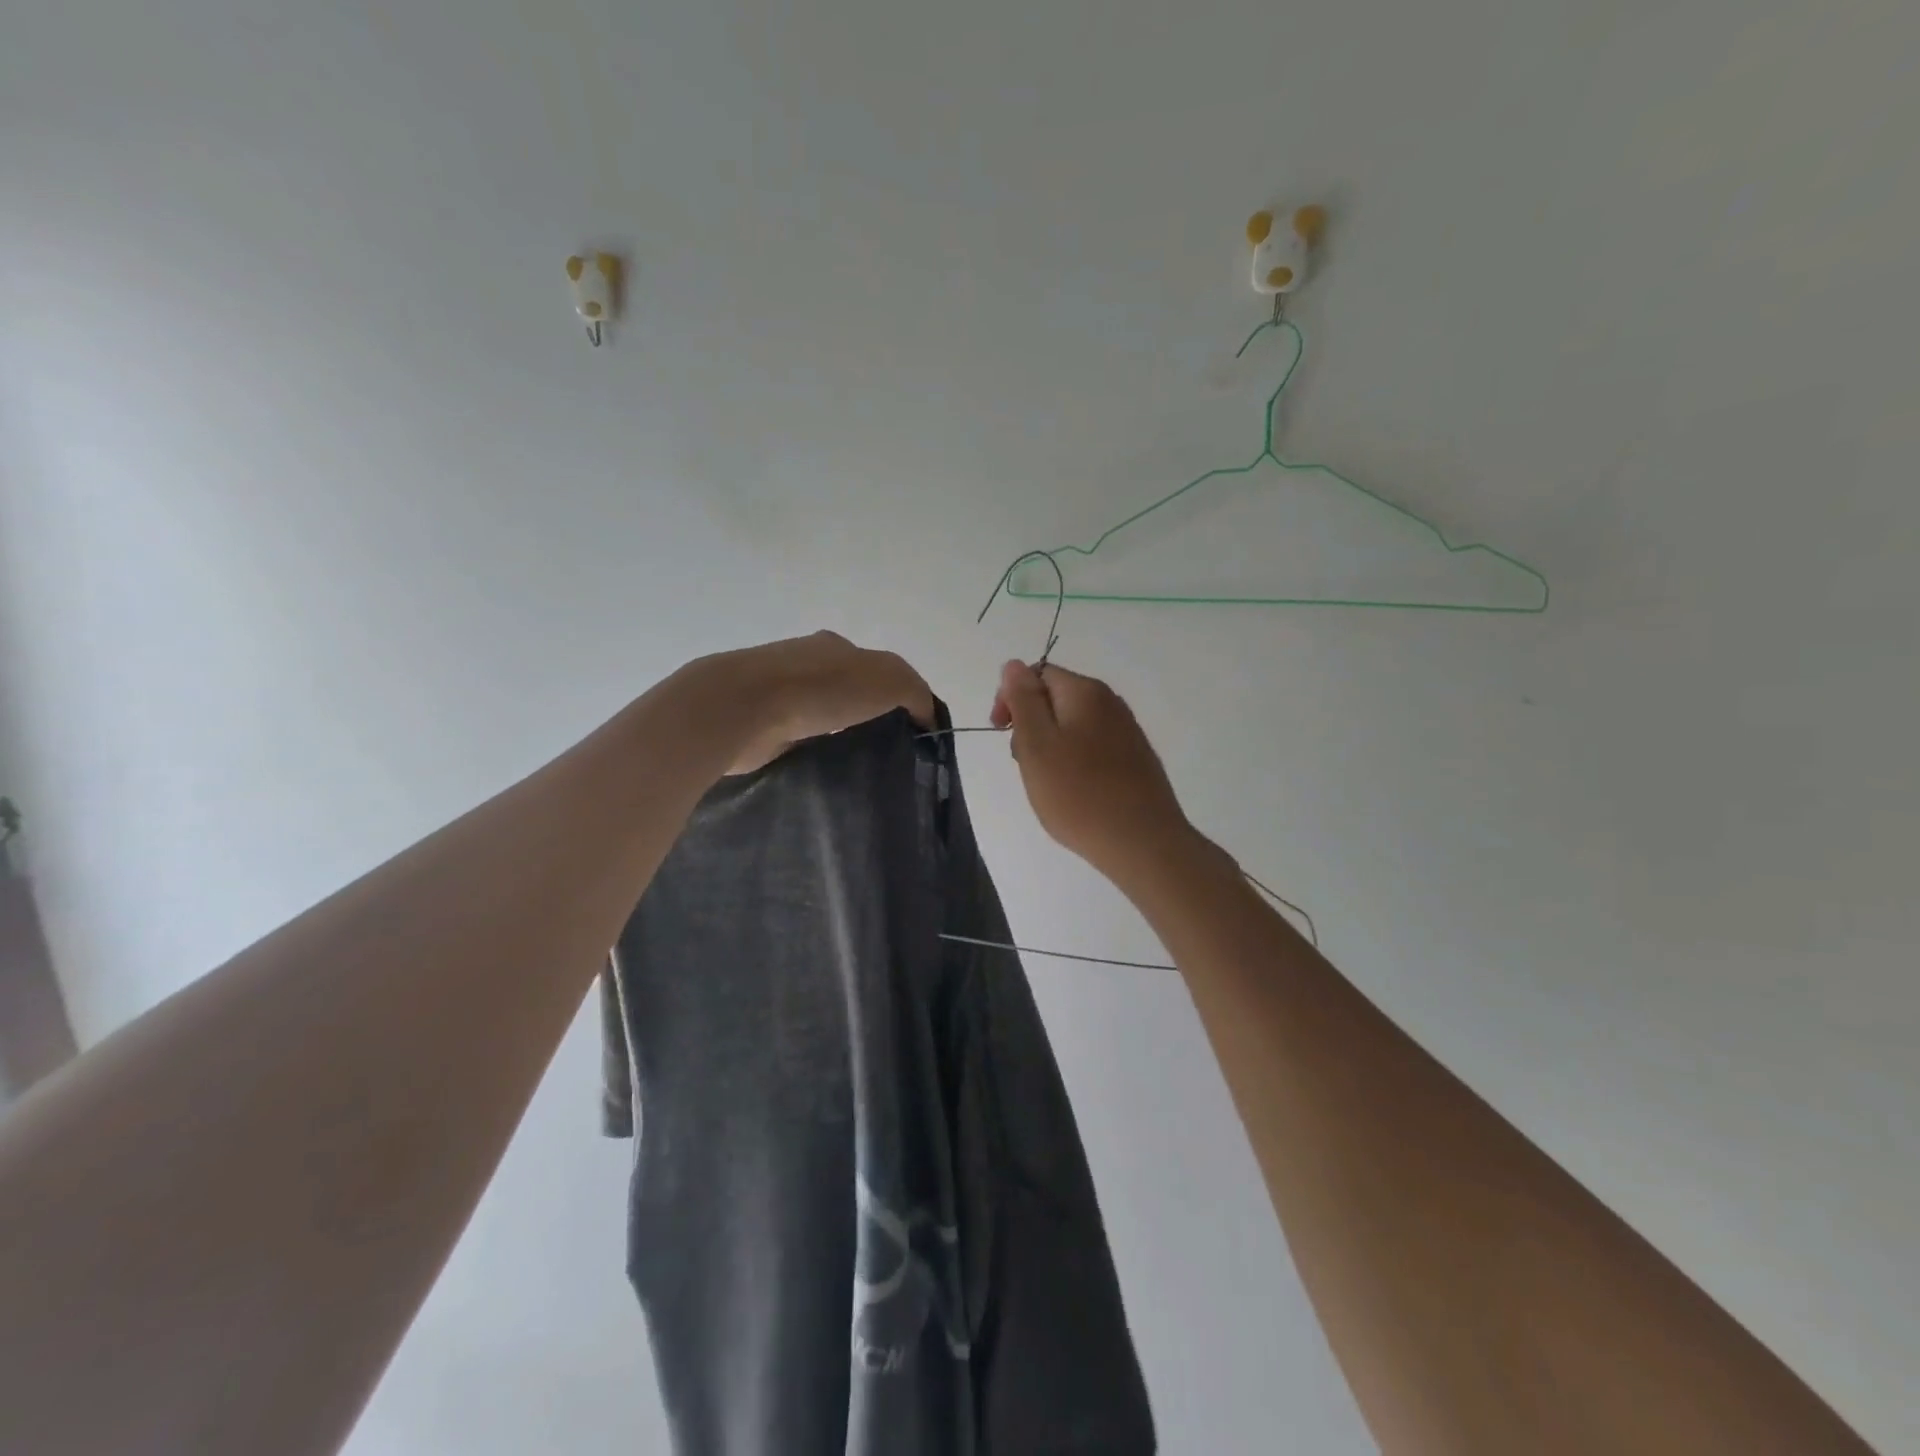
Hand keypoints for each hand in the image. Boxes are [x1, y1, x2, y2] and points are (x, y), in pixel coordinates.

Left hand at [700, 631, 934, 773]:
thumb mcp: (888, 679)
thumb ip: (915, 693)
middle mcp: (805, 664)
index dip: (898, 697)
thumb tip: (927, 716)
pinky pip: (797, 737)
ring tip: (856, 764)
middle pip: (847, 691)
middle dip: (866, 716)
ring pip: (820, 715)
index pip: (876, 669)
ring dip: (837, 733)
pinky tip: (821, 766)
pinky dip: (811, 748)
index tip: (910, 732)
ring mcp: (778, 693)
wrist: (744, 708)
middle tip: (886, 751)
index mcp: (835, 647)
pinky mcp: (759, 723)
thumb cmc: (821, 687)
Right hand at [990, 660, 1195, 885]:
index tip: (1001, 732)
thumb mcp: (1036, 744)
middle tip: (1026, 765)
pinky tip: (1074, 793)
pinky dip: (1074, 764)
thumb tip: (1014, 665)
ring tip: (1048, 784)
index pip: (1038, 674)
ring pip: (1073, 726)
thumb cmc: (1078, 794)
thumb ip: (1023, 700)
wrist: (1142, 843)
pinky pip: (1092, 749)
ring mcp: (1127, 732)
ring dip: (1051, 748)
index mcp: (1085, 692)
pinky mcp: (1135, 760)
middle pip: (1056, 699)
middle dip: (1031, 726)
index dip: (1012, 698)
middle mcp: (1111, 703)